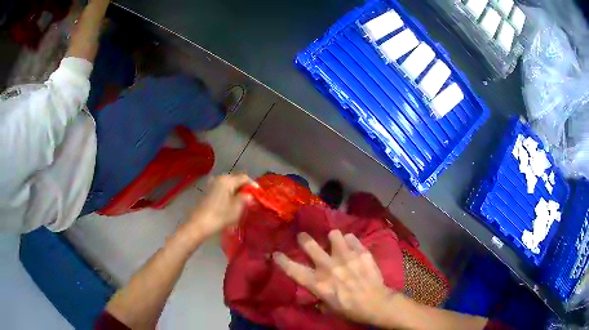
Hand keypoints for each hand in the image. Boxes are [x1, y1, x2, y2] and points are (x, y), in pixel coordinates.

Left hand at [187, 174, 253, 238]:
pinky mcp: (208, 192)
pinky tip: (231, 203)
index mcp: (227, 180)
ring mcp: (212, 185)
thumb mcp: (237, 208)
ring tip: (243, 202)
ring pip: (229, 185)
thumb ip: (245, 199)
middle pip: (236, 180)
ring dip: (236, 191)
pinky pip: (222, 190)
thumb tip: (250, 195)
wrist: (199, 224)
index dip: (253, 185)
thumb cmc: (220, 216)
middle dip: (244, 188)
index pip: (245, 178)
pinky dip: (229, 194)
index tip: (259, 194)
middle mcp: (219, 178)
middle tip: (252, 198)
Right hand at [273, 230, 395, 326]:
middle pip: (309, 244)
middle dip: (304, 239)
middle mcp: (328, 267)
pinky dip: (350, 241)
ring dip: (333, 239)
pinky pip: (351, 237)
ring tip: (337, 243)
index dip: (281, 260)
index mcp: (318, 283)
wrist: (376, 303)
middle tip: (304, 238)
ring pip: (333, 234)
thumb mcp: (328, 306)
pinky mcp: (361, 252)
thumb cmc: (350, 309)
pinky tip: (352, 247)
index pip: (293, 269)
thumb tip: (315, 287)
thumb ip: (318, 294)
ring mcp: (346, 257)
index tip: (276, 254)